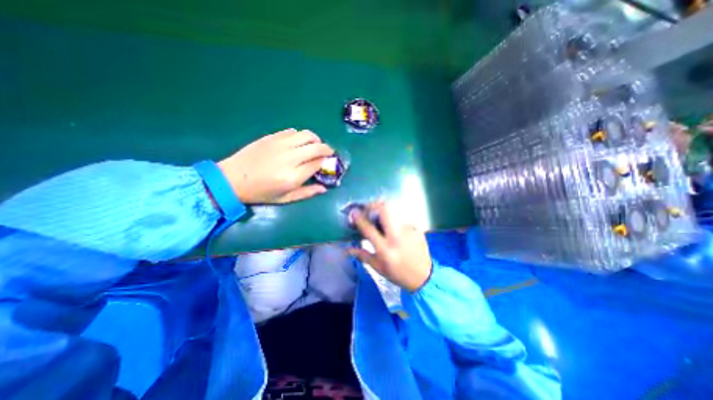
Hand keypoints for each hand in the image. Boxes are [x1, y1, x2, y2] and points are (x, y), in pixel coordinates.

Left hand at [217, 130, 334, 204]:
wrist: (232, 179)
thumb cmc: (261, 193)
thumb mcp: (285, 199)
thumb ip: (307, 193)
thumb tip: (324, 188)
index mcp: (293, 176)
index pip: (318, 163)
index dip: (326, 162)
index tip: (327, 164)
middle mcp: (290, 158)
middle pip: (316, 147)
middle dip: (327, 149)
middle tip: (328, 153)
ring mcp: (280, 145)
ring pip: (307, 135)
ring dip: (316, 139)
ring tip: (315, 145)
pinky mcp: (271, 137)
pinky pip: (292, 131)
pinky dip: (300, 136)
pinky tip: (299, 142)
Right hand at [349, 203, 431, 290]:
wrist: (424, 277)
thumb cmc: (398, 274)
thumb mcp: (378, 267)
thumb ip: (362, 255)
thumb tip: (347, 249)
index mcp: (385, 249)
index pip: (368, 228)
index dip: (359, 218)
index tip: (354, 212)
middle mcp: (397, 237)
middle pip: (385, 210)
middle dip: (373, 205)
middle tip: (368, 208)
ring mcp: (408, 230)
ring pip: (394, 211)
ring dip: (384, 212)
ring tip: (380, 217)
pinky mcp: (417, 229)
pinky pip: (402, 219)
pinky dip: (395, 221)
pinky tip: (395, 228)